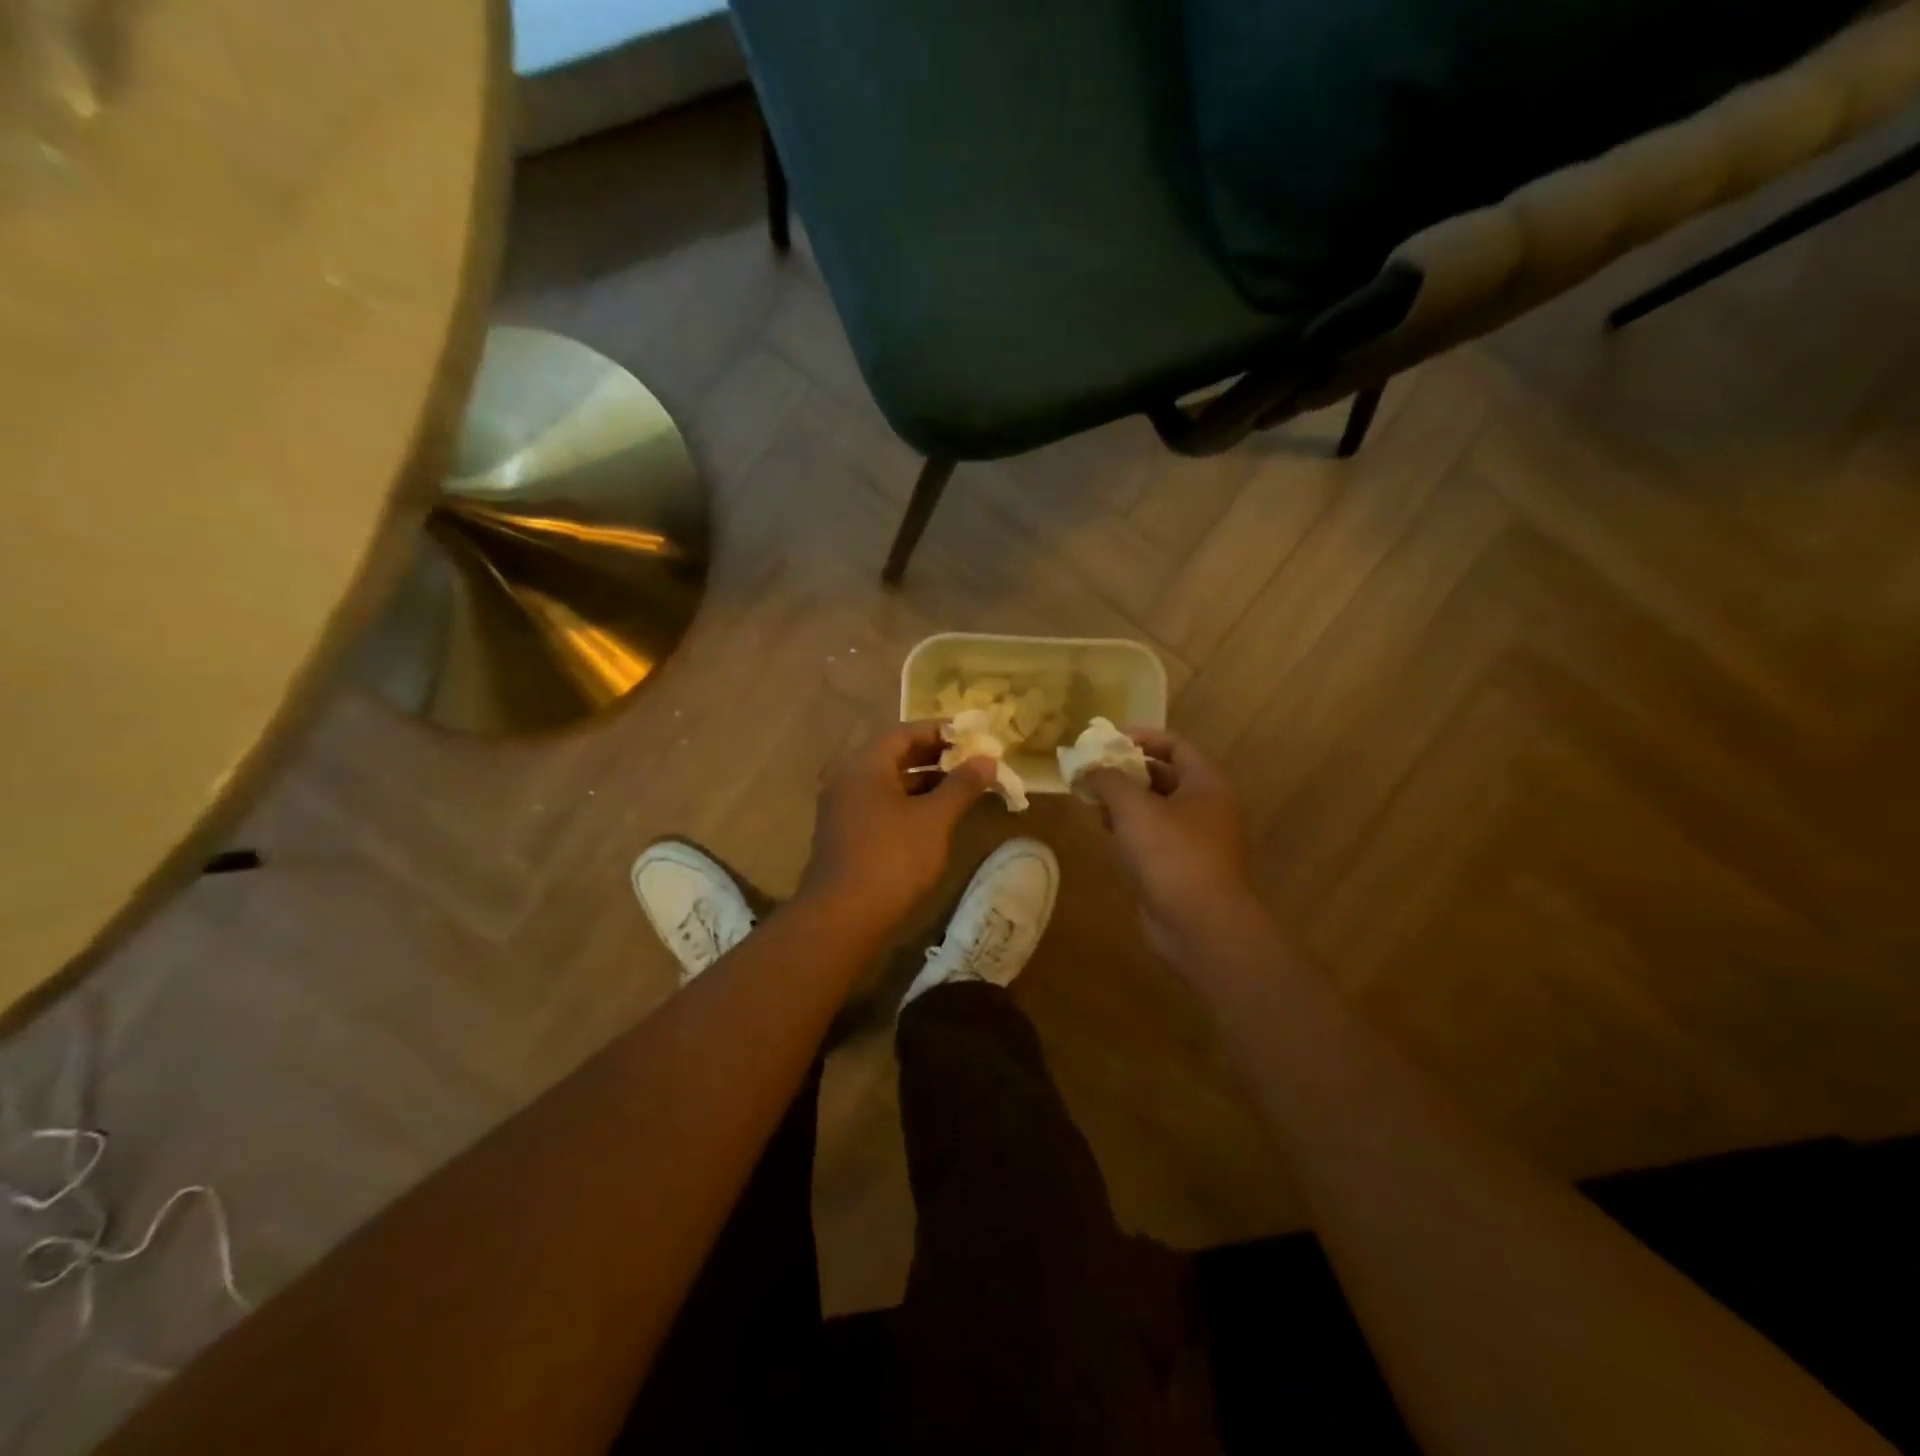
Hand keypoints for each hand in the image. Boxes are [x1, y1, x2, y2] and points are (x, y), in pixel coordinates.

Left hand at [797, 722, 996, 935]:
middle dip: (936, 757)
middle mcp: (849, 779)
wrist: (843, 917)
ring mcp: (844, 808)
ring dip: (925, 782)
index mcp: (865, 765)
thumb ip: (962, 785)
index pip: (906, 732)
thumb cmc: (892, 858)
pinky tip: (936, 818)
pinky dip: (910, 804)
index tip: (973, 735)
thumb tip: (987, 759)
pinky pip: (882, 805)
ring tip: (962, 788)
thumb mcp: (934, 819)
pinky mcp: (846, 834)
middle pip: (896, 756)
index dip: (941, 731)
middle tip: (972, 760)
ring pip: (890, 783)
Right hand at [1080, 729, 1263, 962]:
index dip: (1141, 738)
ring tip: (1091, 799)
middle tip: (1092, 771)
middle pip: (1164, 776)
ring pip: (1156, 809)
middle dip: (1126, 772)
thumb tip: (1088, 768)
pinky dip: (1130, 829)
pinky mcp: (1182, 867)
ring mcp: (1196, 840)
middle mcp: (1207, 807)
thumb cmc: (1172, 855)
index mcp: (1206, 784)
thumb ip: (1108, 780)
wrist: (1200, 926)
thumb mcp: (1134, 808)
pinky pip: (1154, 837)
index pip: (1175, 745)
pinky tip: (1105, 831)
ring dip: (1124, 801)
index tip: (1106, 741)